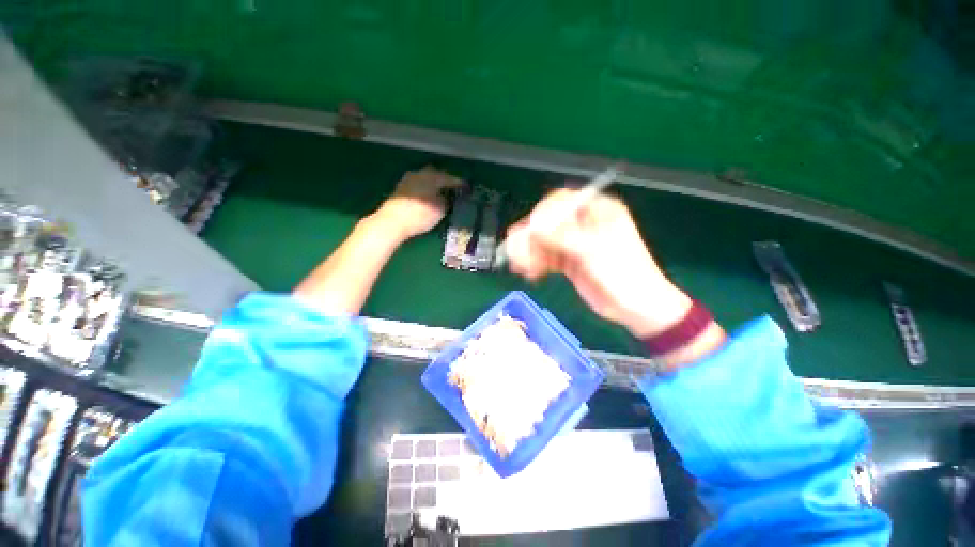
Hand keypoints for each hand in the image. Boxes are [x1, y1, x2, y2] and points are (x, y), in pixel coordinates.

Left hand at [373, 167, 462, 240]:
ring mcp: (407, 180)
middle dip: (444, 180)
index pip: (449, 178)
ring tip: (440, 193)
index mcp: (432, 177)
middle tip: (452, 188)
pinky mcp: (399, 189)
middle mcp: (419, 174)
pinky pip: (417, 185)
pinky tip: (427, 196)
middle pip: (435, 174)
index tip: (466, 187)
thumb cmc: (420, 215)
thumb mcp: (440, 210)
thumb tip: (446, 197)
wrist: (392, 222)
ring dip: (433, 184)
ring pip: (425, 179)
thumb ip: (446, 201)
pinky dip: (424, 189)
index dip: (459, 183)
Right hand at [505, 190, 692, 337]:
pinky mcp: (569, 262)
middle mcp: (584, 224)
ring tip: (522, 268)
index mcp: (597, 211)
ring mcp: (575, 243)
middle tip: (517, 251)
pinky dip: (537, 264)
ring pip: (545, 241)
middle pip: (549, 222)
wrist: (636, 307)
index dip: (543, 213)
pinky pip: (547, 258)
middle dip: (532, 237)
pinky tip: (531, 274)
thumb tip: (532, 227)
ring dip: (531, 253)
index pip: (563, 201)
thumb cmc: (622, 273)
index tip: (531, 229)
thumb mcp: (593, 251)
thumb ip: (561, 237)